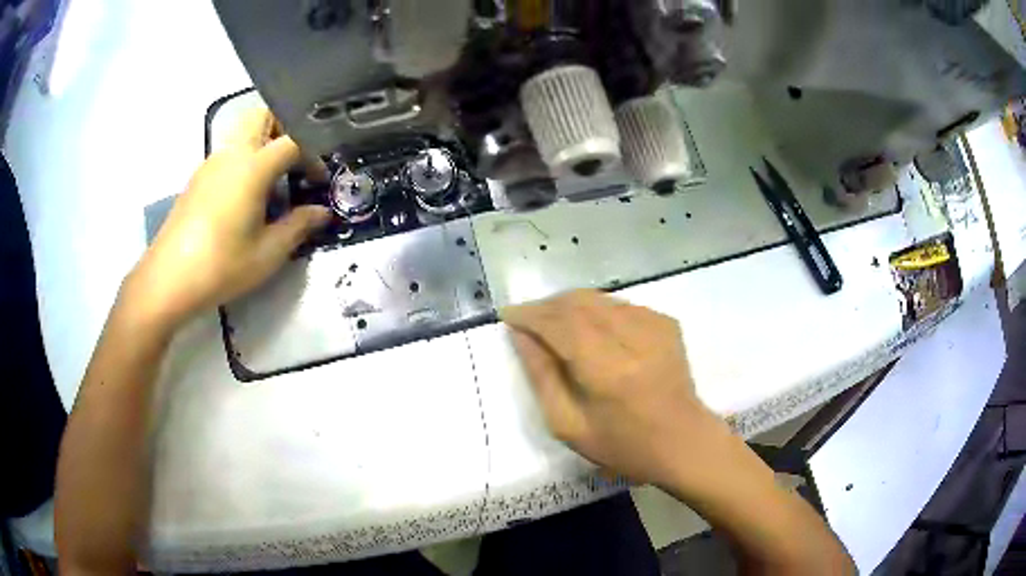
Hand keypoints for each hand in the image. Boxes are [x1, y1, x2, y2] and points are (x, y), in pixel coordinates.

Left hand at [126, 109, 331, 327]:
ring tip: (272, 183)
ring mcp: (211, 163)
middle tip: (296, 160)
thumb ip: (299, 226)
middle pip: (263, 115)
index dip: (313, 156)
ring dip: (263, 144)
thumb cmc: (222, 265)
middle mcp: (232, 154)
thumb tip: (323, 212)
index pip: (294, 140)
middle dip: (285, 128)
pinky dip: (244, 161)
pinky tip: (244, 198)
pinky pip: (228, 154)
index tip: (319, 182)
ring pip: (243, 132)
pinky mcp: (198, 178)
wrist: (168, 280)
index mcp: (253, 166)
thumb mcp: (268, 252)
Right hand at [501, 289, 730, 488]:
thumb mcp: (569, 425)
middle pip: (578, 302)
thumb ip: (542, 376)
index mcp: (608, 370)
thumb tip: (521, 336)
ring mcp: (654, 325)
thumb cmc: (623, 445)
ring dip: (569, 306)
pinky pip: (619, 305)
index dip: (530, 315)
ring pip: (598, 298)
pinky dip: (596, 311)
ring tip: (553, 324)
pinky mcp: (665, 322)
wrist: (683, 441)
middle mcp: (633, 338)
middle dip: (546, 306)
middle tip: (527, 321)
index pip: (560, 323)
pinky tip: (590, 331)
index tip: (509, 317)